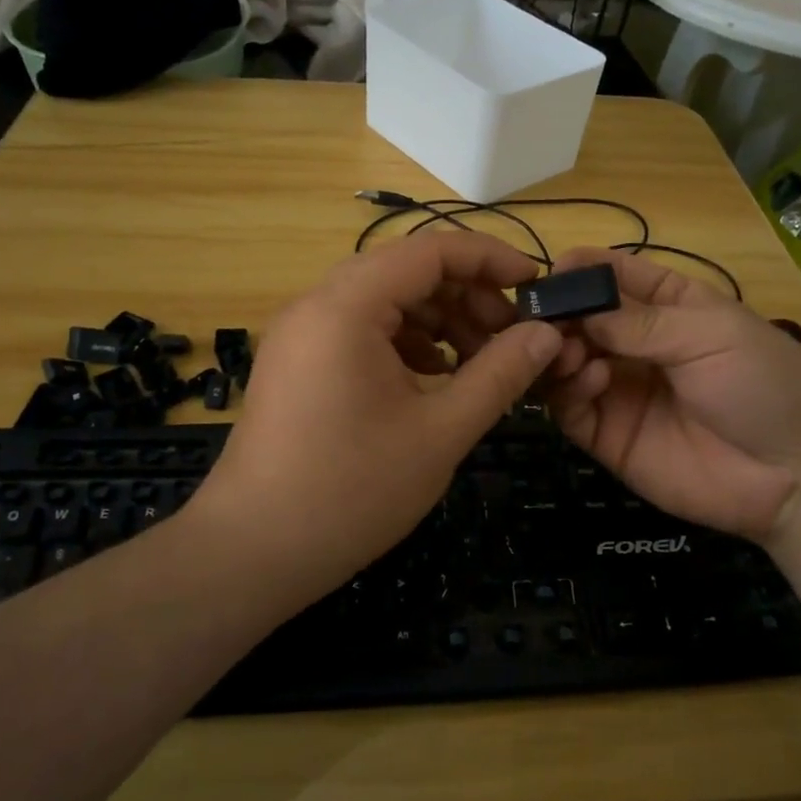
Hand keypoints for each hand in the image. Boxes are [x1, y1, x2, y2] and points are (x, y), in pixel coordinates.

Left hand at [188, 232, 562, 605]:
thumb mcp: (441, 431)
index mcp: (346, 306)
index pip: (430, 250)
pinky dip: (405, 342)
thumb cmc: (351, 490)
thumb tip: (547, 334)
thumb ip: (500, 374)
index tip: (536, 285)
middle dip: (466, 294)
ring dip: (437, 319)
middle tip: (511, 335)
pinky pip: (361, 329)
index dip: (490, 259)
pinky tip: (435, 378)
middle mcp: (317, 304)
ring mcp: (301, 333)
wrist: (253, 550)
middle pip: (406, 271)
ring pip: (384, 300)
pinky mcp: (297, 361)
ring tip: (480, 360)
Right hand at [542, 248, 800, 543]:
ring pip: (567, 363)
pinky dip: (568, 390)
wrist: (798, 473)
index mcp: (668, 307)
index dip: (583, 269)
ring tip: (570, 352)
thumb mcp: (708, 334)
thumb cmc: (762, 382)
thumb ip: (638, 323)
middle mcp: (636, 346)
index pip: (616, 278)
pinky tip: (591, 381)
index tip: (553, 269)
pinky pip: (571, 408)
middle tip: (546, 319)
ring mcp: (619, 391)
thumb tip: (577, 312)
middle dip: (561, 315)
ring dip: (559, 352)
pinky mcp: (609, 436)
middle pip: (581, 321)